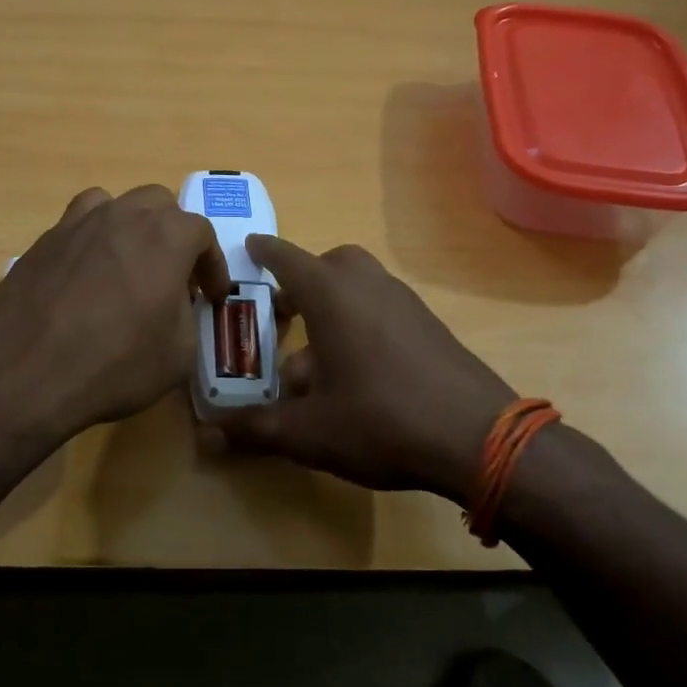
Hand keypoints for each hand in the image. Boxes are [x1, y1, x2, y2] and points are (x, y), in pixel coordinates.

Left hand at [0, 186, 230, 447]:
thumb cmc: (114, 364)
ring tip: (128, 264)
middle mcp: (121, 216)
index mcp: (165, 236)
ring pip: (113, 205)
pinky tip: (86, 276)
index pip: (202, 233)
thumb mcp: (178, 354)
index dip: (212, 265)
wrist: (23, 373)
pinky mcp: (41, 242)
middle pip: (158, 204)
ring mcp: (75, 224)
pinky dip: (91, 242)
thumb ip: (187, 316)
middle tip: (174, 274)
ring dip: (130, 227)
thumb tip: (175, 303)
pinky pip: (76, 227)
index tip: (211, 295)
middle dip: (173, 234)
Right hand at [200, 236, 520, 503]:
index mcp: (331, 294)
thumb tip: (207, 436)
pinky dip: (362, 323)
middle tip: (284, 312)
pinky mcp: (430, 326)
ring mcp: (405, 303)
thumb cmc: (381, 421)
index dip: (263, 252)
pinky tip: (359, 373)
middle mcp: (368, 285)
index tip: (249, 247)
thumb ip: (254, 429)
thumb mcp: (308, 431)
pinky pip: (383, 308)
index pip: (286, 257)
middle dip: (303, 281)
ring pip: (359, 286)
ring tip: (317, 356)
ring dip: (333, 306)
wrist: (479, 439)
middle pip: (329, 264)